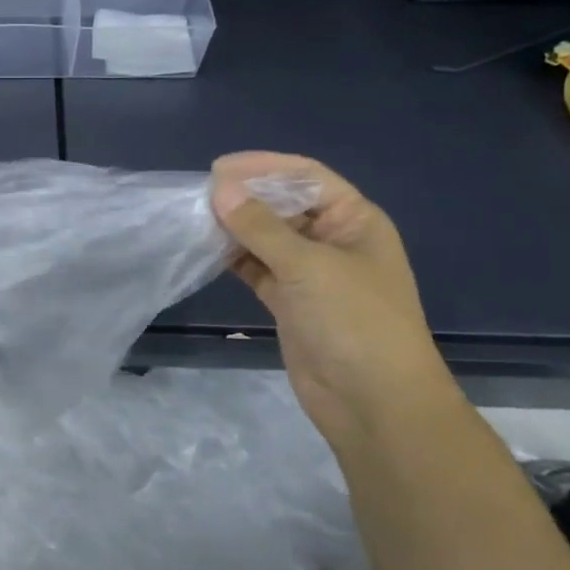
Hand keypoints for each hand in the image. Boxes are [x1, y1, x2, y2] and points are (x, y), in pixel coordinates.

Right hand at [210, 151, 462, 444]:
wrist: (374, 403)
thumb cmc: (354, 322)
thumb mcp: (308, 266)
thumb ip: (261, 226)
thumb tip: (220, 189)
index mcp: (354, 220)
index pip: (307, 177)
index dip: (265, 166)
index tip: (219, 168)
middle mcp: (333, 240)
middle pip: (285, 205)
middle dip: (246, 196)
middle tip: (201, 194)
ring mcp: (311, 273)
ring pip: (267, 238)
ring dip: (235, 227)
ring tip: (196, 217)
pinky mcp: (290, 301)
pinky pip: (258, 268)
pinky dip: (234, 258)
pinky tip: (206, 249)